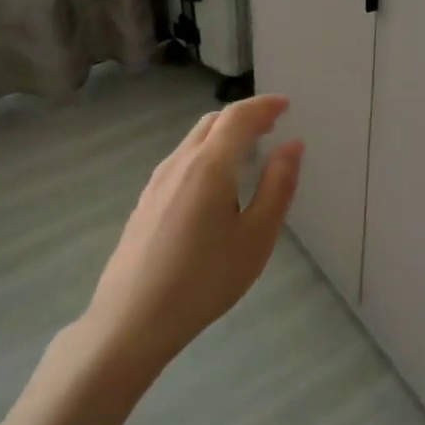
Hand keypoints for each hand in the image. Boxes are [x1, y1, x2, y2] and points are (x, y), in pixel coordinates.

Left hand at [84, 94, 302, 374]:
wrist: (132, 319)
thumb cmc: (205, 279)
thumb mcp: (256, 237)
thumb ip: (277, 187)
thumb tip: (292, 146)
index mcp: (209, 165)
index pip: (238, 117)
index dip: (263, 105)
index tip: (285, 105)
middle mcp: (180, 163)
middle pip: (213, 122)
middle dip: (244, 116)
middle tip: (271, 125)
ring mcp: (157, 181)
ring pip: (194, 141)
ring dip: (223, 134)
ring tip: (248, 150)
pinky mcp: (146, 201)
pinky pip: (182, 161)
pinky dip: (207, 153)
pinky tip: (215, 184)